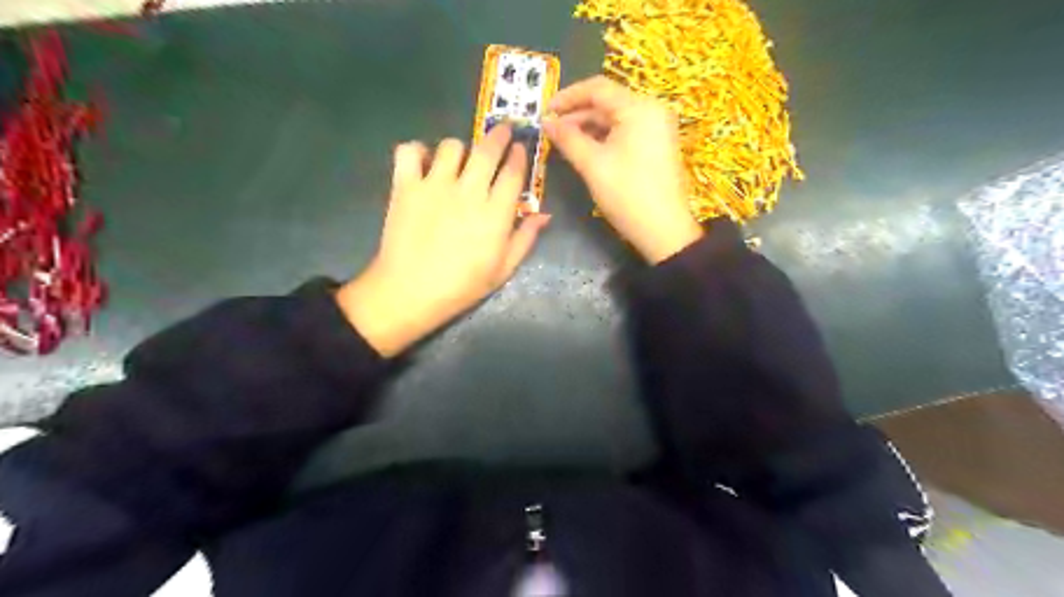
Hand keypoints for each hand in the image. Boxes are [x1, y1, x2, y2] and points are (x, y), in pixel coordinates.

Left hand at [336, 125, 547, 355]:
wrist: (410, 292)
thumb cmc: (462, 286)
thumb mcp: (503, 270)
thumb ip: (525, 238)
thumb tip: (544, 215)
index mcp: (495, 213)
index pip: (513, 172)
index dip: (520, 155)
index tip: (521, 148)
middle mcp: (468, 191)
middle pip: (487, 150)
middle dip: (499, 135)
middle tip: (502, 131)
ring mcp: (434, 185)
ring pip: (452, 146)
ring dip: (460, 148)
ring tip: (460, 159)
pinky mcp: (405, 186)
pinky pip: (409, 151)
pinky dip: (417, 151)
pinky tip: (423, 162)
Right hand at [543, 75, 703, 262]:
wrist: (663, 230)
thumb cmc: (627, 195)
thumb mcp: (593, 165)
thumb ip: (568, 139)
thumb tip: (546, 123)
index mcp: (639, 108)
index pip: (597, 89)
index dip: (568, 96)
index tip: (545, 111)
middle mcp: (651, 110)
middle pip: (607, 102)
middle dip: (577, 114)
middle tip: (551, 130)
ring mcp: (657, 127)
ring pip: (615, 118)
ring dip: (589, 127)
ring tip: (564, 141)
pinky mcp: (657, 144)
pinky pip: (625, 131)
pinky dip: (604, 137)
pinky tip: (585, 148)